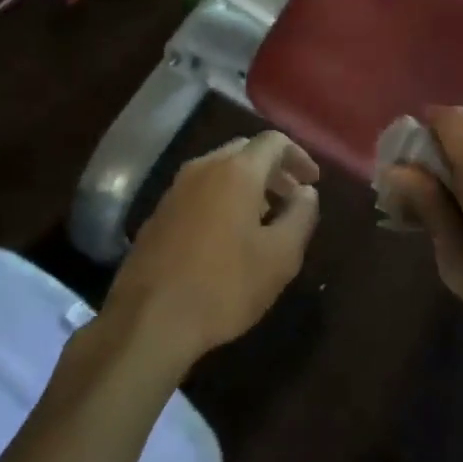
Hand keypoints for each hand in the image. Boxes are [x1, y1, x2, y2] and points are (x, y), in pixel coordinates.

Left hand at [105, 131, 320, 365]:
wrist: (149, 319)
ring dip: (247, 184)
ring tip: (265, 217)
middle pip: (244, 151)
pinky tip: (229, 234)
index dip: (299, 156)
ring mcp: (175, 189)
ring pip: (219, 170)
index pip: (273, 141)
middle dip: (272, 169)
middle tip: (291, 197)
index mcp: (236, 171)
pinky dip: (222, 198)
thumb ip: (301, 215)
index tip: (313, 182)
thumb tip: (307, 192)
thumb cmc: (225, 286)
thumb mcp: (280, 256)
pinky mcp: (159, 213)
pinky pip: (199, 191)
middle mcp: (202, 168)